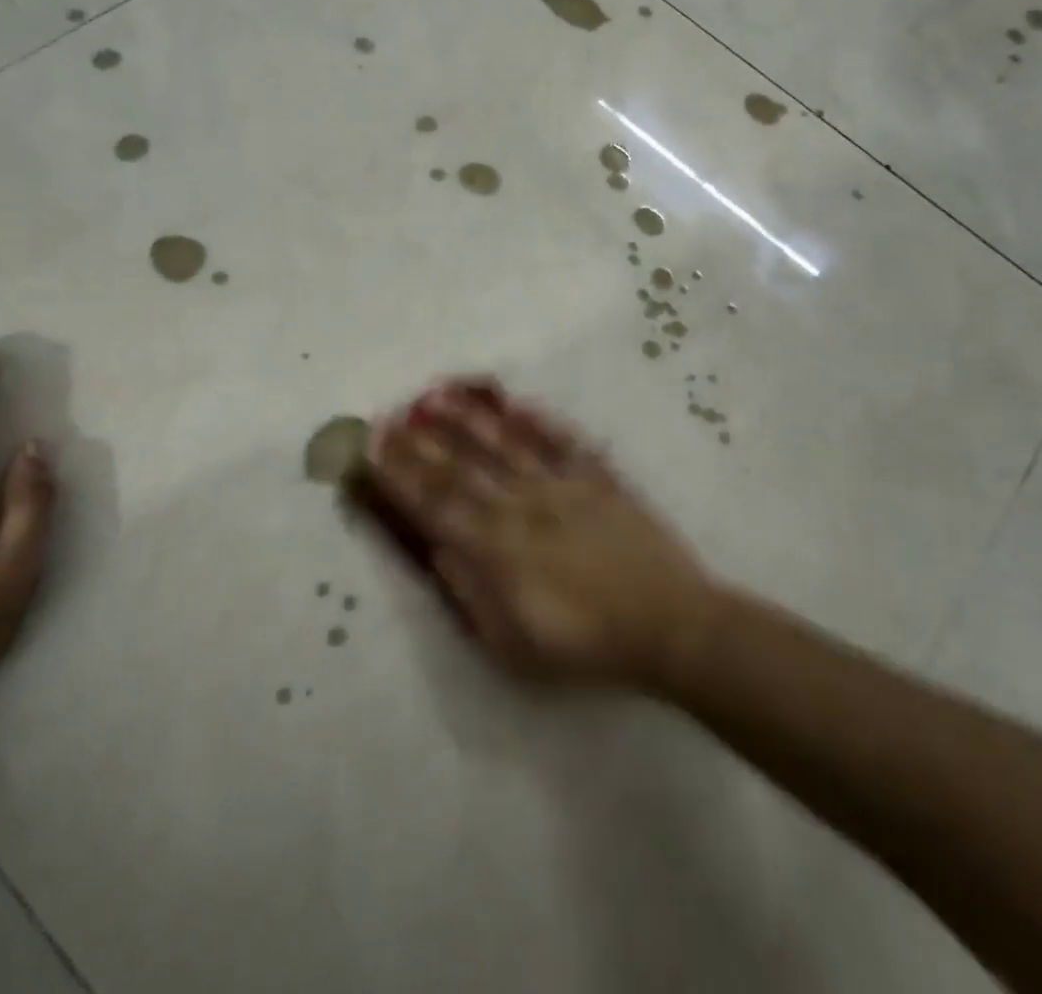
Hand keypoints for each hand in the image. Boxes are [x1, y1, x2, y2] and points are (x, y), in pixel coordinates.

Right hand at [367, 380, 713, 687]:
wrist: (669, 624)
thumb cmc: (586, 645)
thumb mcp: (514, 645)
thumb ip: (471, 594)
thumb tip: (439, 551)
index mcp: (498, 549)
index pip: (436, 504)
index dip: (400, 475)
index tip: (372, 449)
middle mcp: (522, 505)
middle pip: (461, 468)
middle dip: (419, 443)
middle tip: (388, 416)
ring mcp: (562, 485)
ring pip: (505, 443)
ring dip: (468, 419)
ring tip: (436, 396)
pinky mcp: (598, 477)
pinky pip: (563, 440)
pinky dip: (538, 419)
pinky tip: (515, 401)